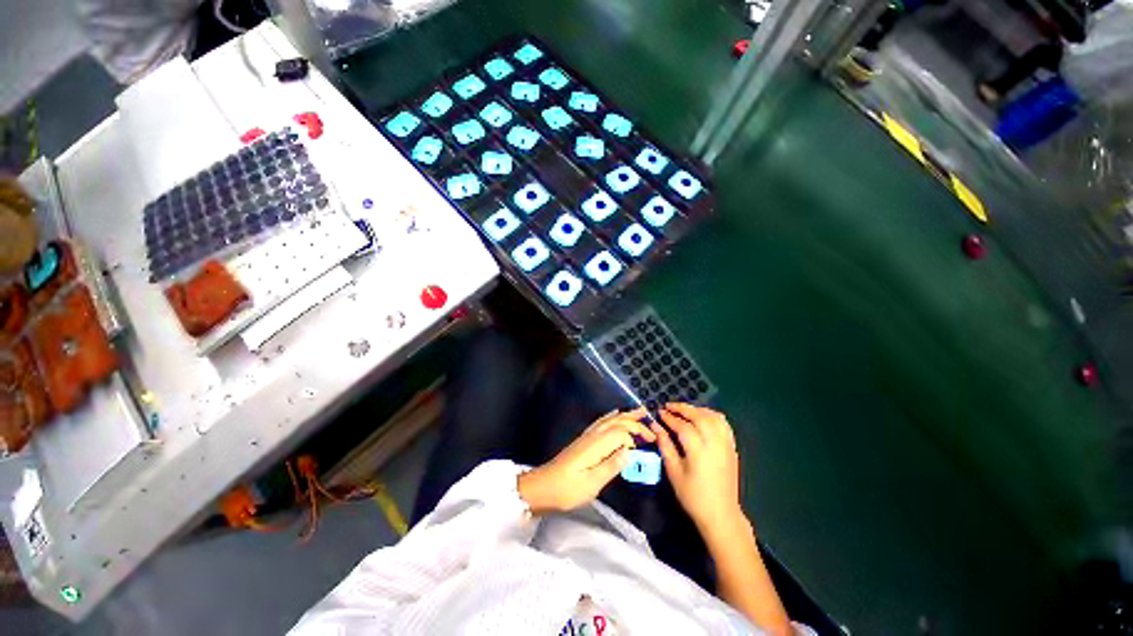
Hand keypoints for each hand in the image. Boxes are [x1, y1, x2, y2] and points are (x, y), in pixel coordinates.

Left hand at [519, 408, 654, 513]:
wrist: (542, 487)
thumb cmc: (567, 489)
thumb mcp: (591, 484)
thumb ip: (611, 466)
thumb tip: (630, 450)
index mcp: (596, 445)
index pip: (620, 432)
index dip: (636, 434)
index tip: (652, 442)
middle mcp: (592, 436)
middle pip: (615, 422)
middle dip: (633, 419)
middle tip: (649, 417)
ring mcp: (586, 436)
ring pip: (608, 420)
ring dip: (623, 415)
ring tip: (637, 411)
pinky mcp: (583, 440)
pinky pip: (600, 423)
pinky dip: (610, 417)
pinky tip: (613, 416)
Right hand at [652, 404, 743, 530]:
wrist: (720, 514)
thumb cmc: (693, 496)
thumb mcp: (673, 472)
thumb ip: (665, 446)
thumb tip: (655, 427)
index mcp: (699, 451)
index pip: (683, 426)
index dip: (670, 417)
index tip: (659, 412)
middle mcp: (715, 444)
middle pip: (700, 417)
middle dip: (683, 408)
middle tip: (669, 406)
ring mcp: (726, 445)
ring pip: (714, 417)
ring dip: (698, 410)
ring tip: (685, 411)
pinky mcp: (732, 448)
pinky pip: (724, 425)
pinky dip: (712, 416)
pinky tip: (703, 418)